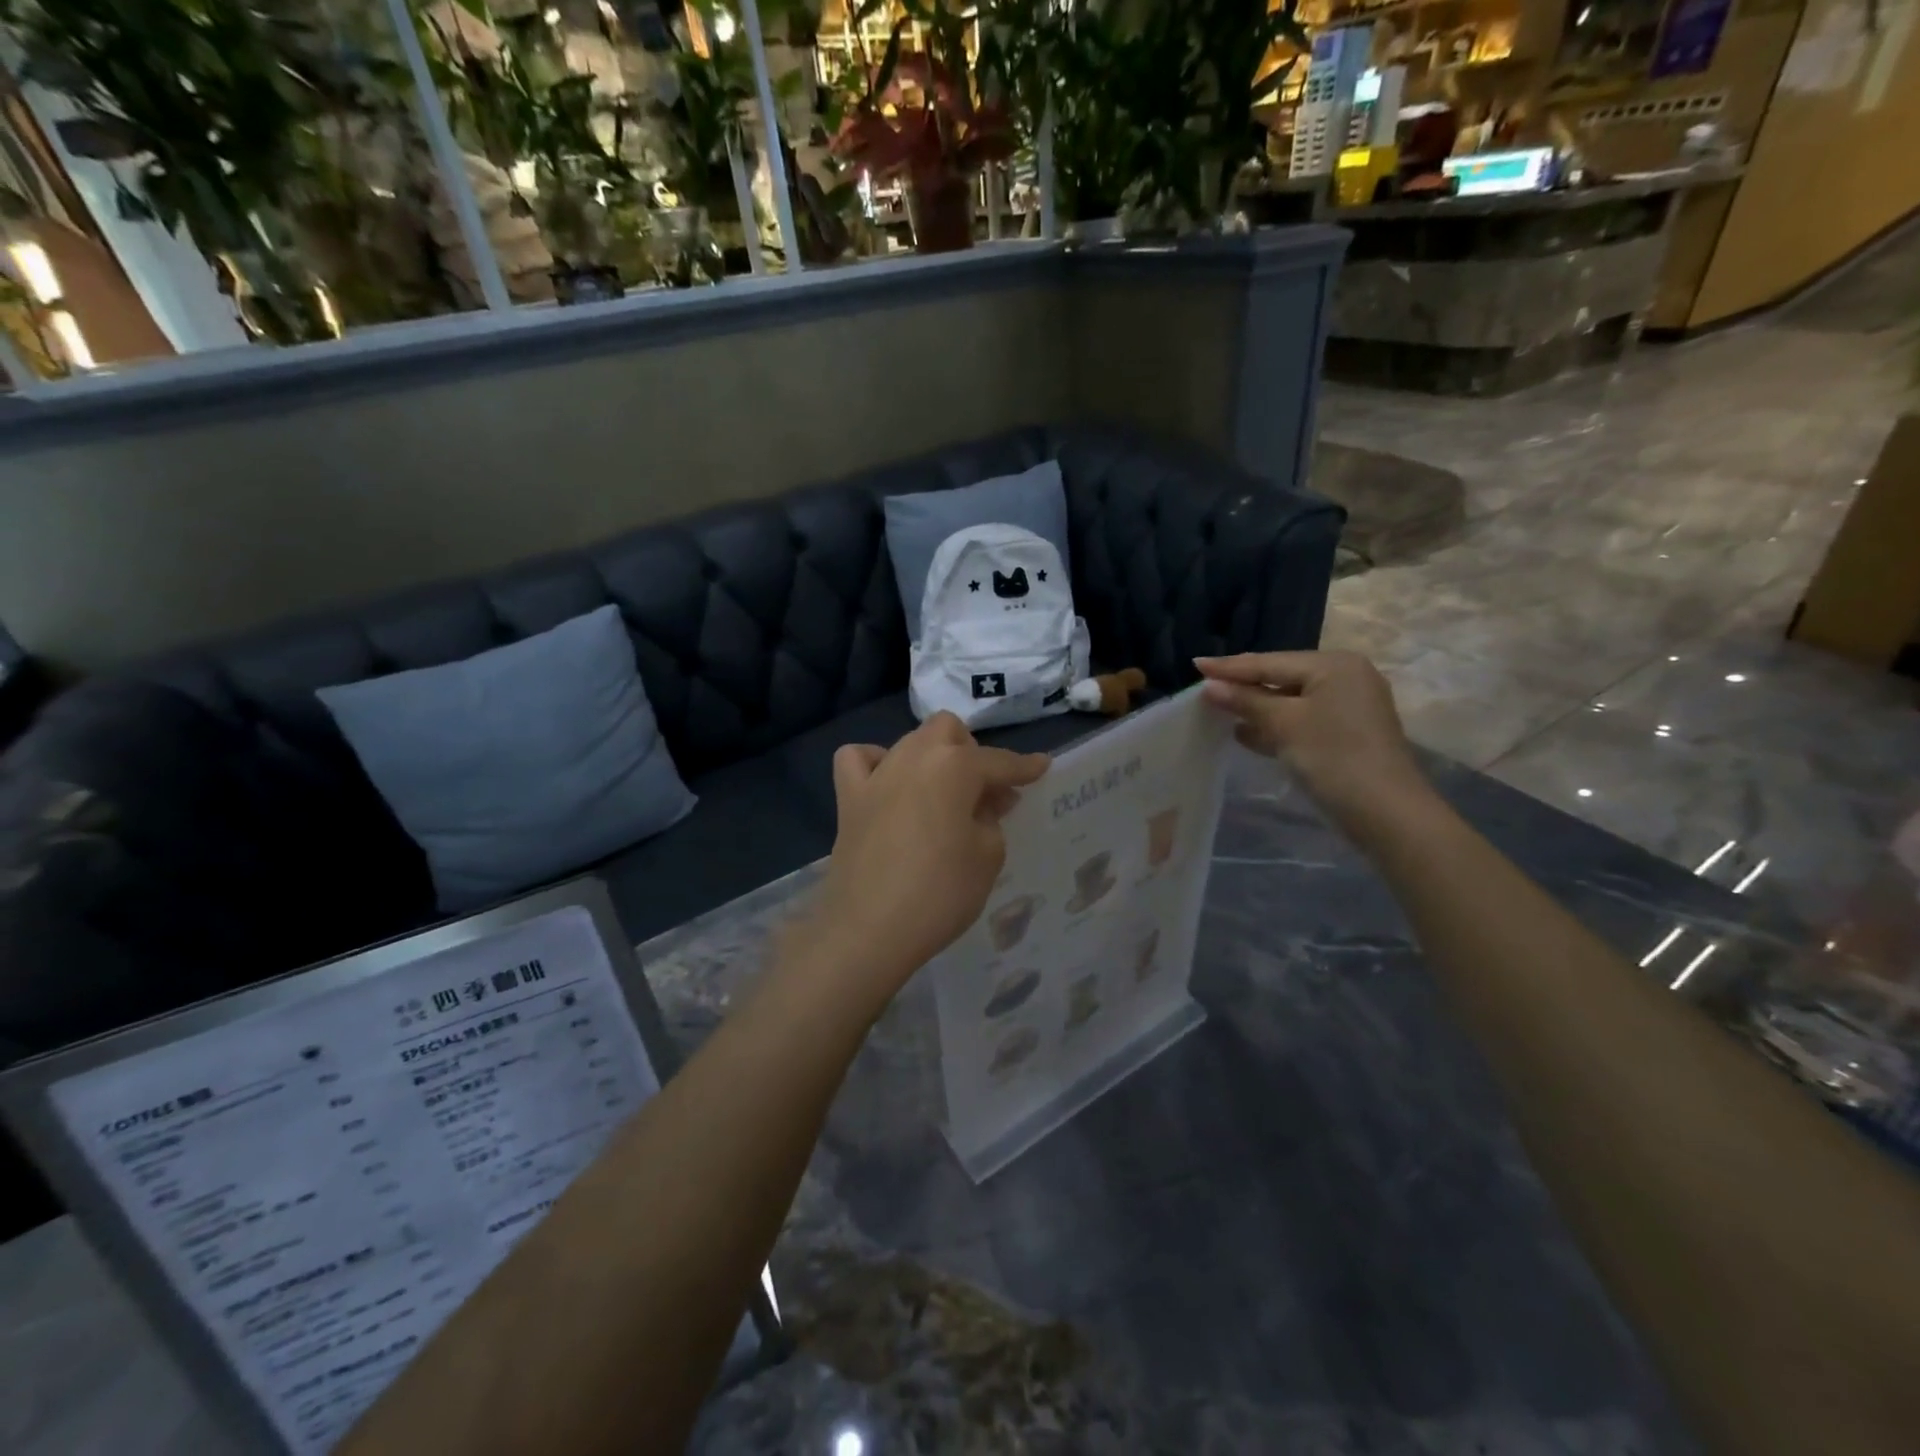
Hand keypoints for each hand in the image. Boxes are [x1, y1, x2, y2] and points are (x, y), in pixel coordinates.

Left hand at [811, 713, 1049, 1005]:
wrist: (870, 929)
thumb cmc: (940, 893)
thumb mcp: (988, 855)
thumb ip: (992, 818)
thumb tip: (986, 801)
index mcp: (954, 766)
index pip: (999, 761)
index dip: (1024, 766)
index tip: (1041, 766)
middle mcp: (913, 757)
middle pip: (948, 731)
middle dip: (971, 751)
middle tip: (983, 792)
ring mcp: (876, 775)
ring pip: (909, 741)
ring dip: (932, 757)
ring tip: (943, 793)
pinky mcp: (849, 799)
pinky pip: (858, 759)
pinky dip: (875, 763)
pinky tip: (887, 785)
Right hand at [1195, 651, 1435, 839]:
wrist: (1385, 812)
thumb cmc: (1332, 757)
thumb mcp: (1283, 724)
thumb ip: (1245, 701)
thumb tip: (1210, 686)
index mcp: (1333, 665)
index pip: (1269, 662)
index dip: (1229, 667)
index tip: (1194, 664)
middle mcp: (1345, 678)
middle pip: (1281, 677)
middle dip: (1243, 686)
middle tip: (1205, 686)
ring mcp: (1349, 706)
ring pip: (1291, 701)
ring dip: (1256, 707)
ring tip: (1218, 710)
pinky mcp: (1347, 733)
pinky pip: (1302, 720)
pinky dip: (1275, 725)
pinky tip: (1246, 734)